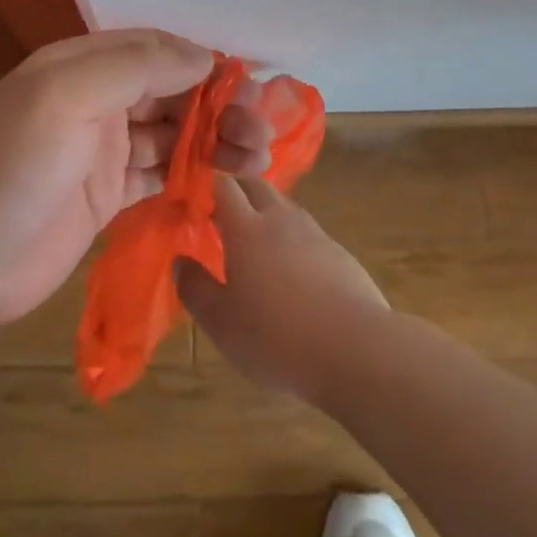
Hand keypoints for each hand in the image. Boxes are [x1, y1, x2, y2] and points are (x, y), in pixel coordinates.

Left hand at [0, 29, 272, 331]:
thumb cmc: (10, 169)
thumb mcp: (65, 98)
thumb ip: (134, 67)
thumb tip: (203, 56)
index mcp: (83, 67)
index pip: (157, 51)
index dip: (204, 65)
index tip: (249, 86)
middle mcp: (97, 101)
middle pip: (172, 93)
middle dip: (219, 107)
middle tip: (261, 133)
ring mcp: (103, 151)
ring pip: (173, 135)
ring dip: (215, 141)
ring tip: (258, 158)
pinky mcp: (108, 196)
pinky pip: (162, 175)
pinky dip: (195, 175)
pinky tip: (228, 182)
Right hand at [178, 176, 390, 402]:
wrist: (357, 350)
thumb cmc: (277, 337)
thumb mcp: (221, 323)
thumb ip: (196, 288)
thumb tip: (180, 261)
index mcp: (246, 228)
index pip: (223, 185)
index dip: (207, 185)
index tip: (193, 199)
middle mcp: (281, 219)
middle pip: (256, 186)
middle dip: (237, 190)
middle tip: (220, 215)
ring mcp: (315, 234)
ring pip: (285, 207)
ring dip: (266, 213)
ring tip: (254, 243)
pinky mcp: (340, 254)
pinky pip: (308, 233)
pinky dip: (292, 239)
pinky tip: (291, 271)